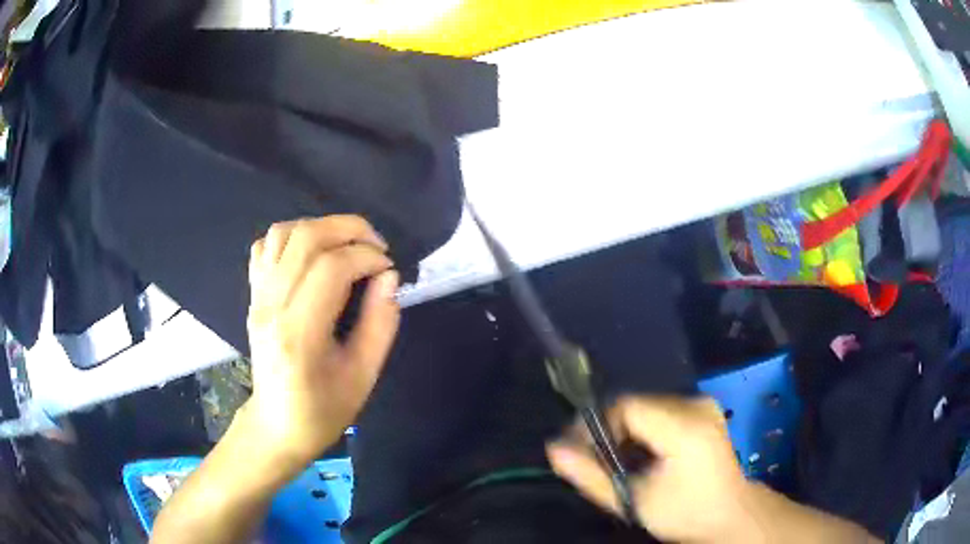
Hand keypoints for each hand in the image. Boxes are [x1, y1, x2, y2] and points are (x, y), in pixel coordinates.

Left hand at [239, 216, 399, 473]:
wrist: (277, 424)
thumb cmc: (324, 409)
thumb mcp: (364, 375)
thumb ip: (381, 323)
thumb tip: (389, 277)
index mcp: (300, 333)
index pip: (331, 268)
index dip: (367, 256)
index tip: (389, 268)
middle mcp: (272, 306)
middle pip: (305, 237)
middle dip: (349, 228)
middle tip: (376, 245)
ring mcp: (258, 298)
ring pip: (283, 232)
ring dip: (321, 227)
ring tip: (346, 245)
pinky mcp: (253, 296)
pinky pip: (265, 246)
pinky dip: (291, 237)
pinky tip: (312, 255)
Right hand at [547, 396, 755, 543]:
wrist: (728, 514)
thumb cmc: (683, 513)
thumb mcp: (633, 501)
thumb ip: (592, 476)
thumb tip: (553, 449)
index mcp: (685, 428)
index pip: (626, 407)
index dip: (597, 425)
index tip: (581, 450)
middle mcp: (697, 405)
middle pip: (635, 404)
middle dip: (610, 431)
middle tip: (598, 461)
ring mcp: (703, 404)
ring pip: (646, 406)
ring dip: (626, 431)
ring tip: (620, 461)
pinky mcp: (705, 409)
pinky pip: (660, 410)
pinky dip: (643, 429)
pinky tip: (643, 454)